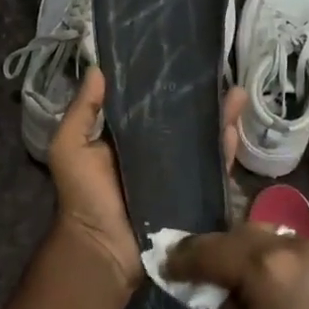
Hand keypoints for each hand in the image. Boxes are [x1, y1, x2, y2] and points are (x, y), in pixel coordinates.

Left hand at [47, 68, 244, 298]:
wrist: (103, 249)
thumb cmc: (83, 197)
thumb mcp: (70, 147)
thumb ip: (82, 110)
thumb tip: (97, 67)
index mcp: (127, 140)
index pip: (151, 106)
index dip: (166, 86)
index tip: (182, 59)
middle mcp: (156, 154)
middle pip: (185, 121)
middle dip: (203, 100)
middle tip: (220, 74)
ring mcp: (179, 175)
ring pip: (205, 141)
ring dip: (222, 118)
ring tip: (238, 93)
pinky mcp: (195, 196)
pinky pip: (215, 169)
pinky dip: (226, 150)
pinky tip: (235, 129)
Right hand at [164, 224, 308, 308]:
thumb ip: (221, 306)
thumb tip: (217, 290)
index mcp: (262, 265)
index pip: (209, 251)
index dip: (182, 259)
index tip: (165, 266)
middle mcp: (287, 244)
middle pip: (234, 234)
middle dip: (208, 248)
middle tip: (188, 265)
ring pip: (260, 233)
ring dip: (236, 247)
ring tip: (221, 267)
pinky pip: (283, 244)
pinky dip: (262, 252)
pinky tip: (255, 272)